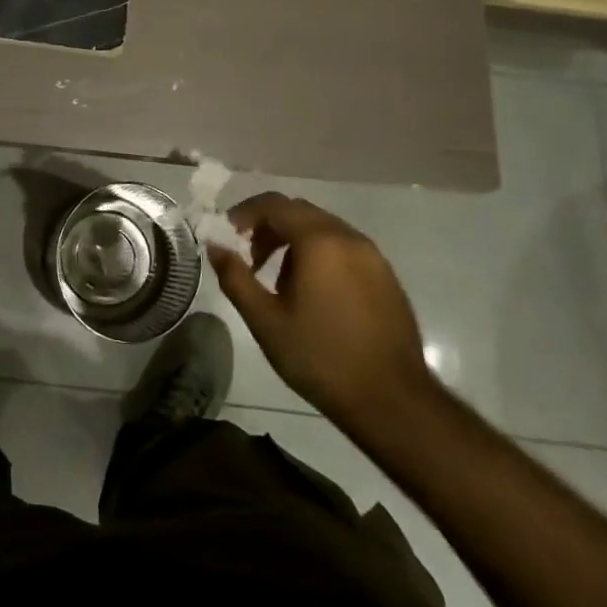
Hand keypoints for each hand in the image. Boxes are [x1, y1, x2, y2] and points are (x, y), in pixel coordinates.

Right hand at [208, 192, 438, 436]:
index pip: (274, 204)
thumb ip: (235, 277)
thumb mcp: (265, 320)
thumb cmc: (320, 357)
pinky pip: (344, 248)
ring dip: (294, 240)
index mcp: (318, 240)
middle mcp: (348, 237)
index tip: (227, 234)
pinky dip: (320, 254)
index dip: (244, 213)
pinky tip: (313, 293)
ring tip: (278, 279)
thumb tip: (214, 245)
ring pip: (323, 228)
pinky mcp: (386, 276)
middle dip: (268, 226)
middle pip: (299, 211)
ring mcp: (372, 256)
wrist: (392, 401)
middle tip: (249, 257)